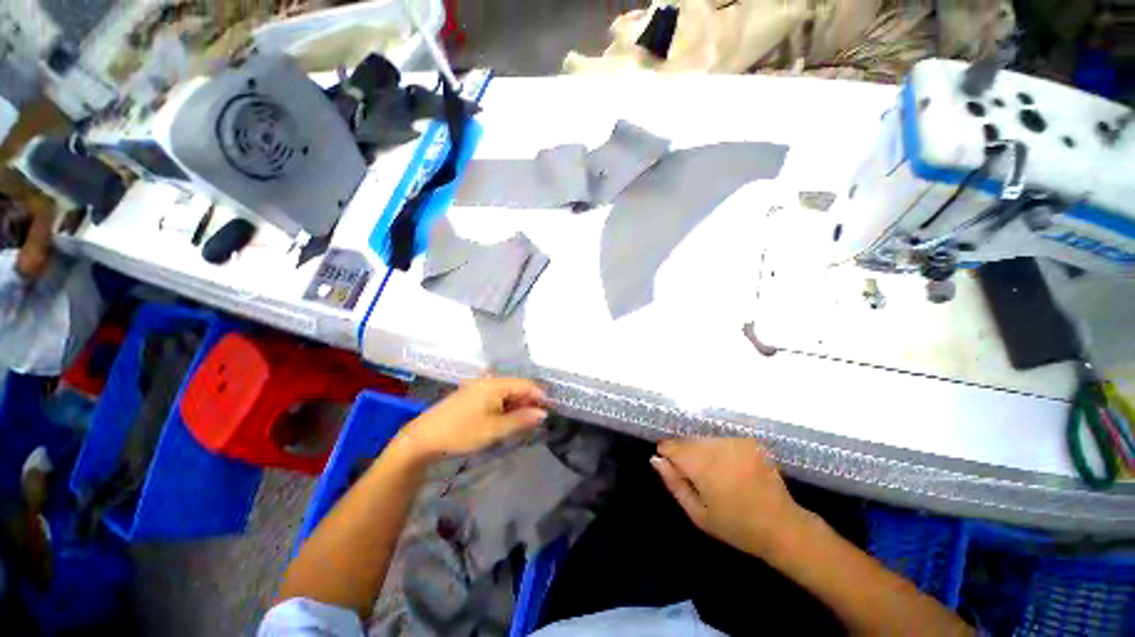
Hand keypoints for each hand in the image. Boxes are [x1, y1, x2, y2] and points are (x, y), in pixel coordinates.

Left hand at [399, 378, 547, 461]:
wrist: (424, 437)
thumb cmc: (462, 432)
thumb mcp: (495, 429)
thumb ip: (521, 420)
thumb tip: (543, 414)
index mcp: (496, 384)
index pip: (527, 385)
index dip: (540, 396)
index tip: (551, 410)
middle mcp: (489, 381)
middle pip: (517, 387)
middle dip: (529, 402)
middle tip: (538, 420)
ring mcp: (479, 387)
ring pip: (507, 393)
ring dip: (517, 406)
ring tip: (524, 422)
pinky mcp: (472, 395)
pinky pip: (496, 397)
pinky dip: (505, 407)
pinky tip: (506, 419)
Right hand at [652, 438, 806, 556]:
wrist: (782, 527)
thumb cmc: (736, 526)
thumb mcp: (698, 513)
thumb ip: (674, 483)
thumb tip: (655, 459)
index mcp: (702, 466)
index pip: (672, 446)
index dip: (667, 453)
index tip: (669, 464)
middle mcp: (718, 447)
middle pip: (688, 440)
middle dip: (685, 452)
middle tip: (693, 475)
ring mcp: (736, 442)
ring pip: (704, 439)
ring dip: (702, 450)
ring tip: (713, 473)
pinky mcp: (749, 441)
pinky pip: (723, 440)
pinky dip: (720, 450)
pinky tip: (729, 467)